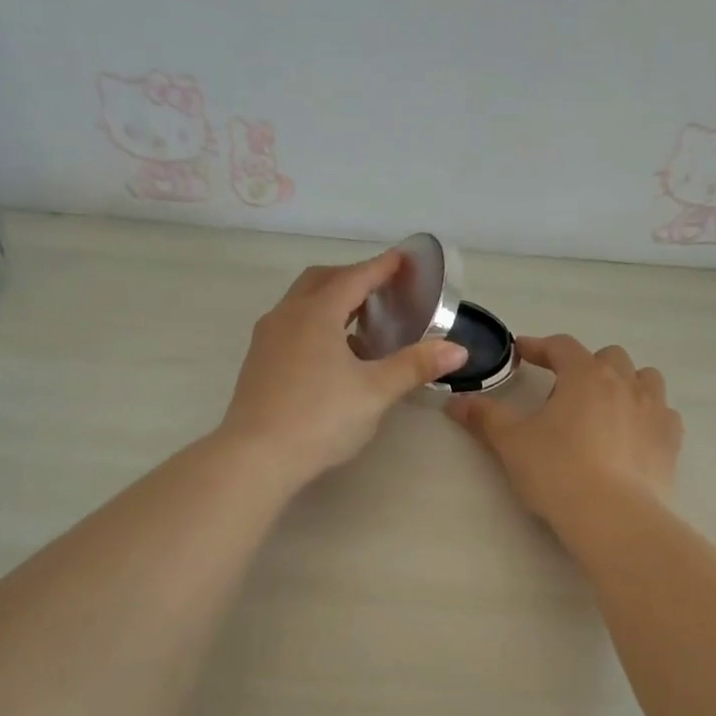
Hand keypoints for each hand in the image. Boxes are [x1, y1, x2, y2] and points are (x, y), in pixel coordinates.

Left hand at [218, 251, 467, 486]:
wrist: (256, 456)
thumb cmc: (320, 418)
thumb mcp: (375, 392)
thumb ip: (415, 366)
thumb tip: (458, 350)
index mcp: (317, 313)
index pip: (355, 277)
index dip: (382, 266)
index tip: (403, 259)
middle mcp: (287, 315)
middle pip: (321, 281)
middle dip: (352, 278)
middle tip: (381, 289)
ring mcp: (267, 338)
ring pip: (301, 304)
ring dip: (330, 302)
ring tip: (360, 322)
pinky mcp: (258, 362)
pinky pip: (290, 326)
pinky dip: (314, 325)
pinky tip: (332, 356)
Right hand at [446, 335, 681, 528]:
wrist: (614, 516)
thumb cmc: (557, 471)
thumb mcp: (512, 443)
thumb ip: (485, 417)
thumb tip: (456, 401)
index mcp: (584, 375)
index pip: (561, 346)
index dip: (539, 346)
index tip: (521, 353)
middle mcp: (624, 383)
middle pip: (608, 357)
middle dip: (585, 366)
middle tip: (564, 393)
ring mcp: (654, 410)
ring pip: (644, 379)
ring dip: (625, 384)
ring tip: (605, 408)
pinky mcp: (671, 440)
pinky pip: (663, 414)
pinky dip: (647, 416)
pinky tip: (632, 436)